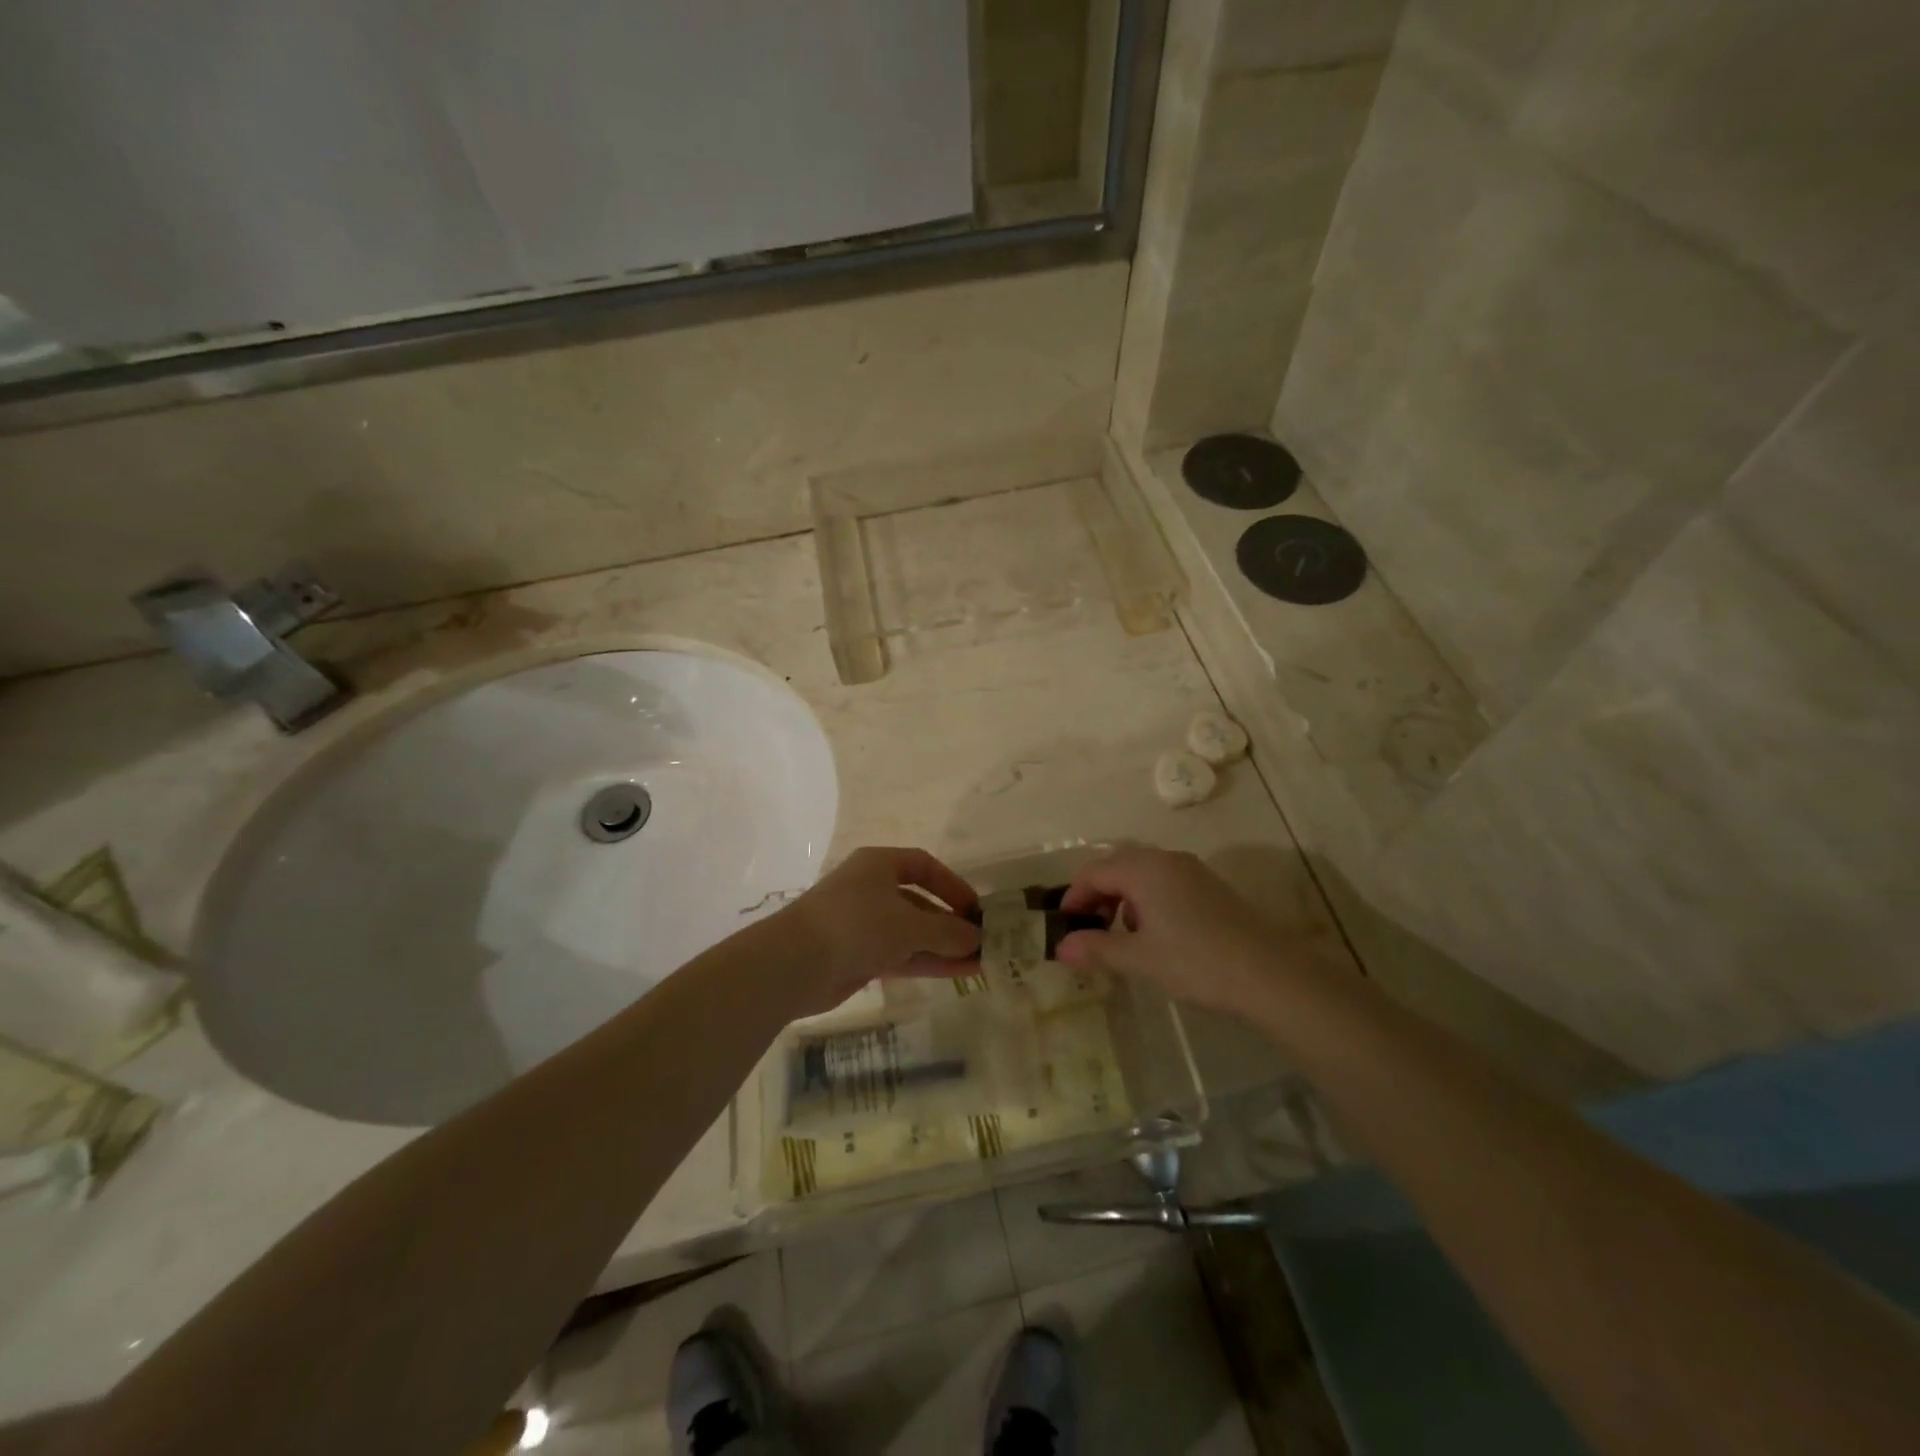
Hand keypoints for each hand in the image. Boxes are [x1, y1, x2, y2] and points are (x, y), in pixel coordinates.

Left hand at [777, 846, 980, 1015]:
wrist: (795, 963)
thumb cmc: (856, 924)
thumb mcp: (909, 923)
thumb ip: (947, 930)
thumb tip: (977, 937)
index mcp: (879, 865)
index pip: (923, 866)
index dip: (952, 884)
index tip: (975, 907)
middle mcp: (871, 889)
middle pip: (919, 902)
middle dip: (950, 922)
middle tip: (982, 941)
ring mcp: (863, 924)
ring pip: (912, 932)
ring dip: (944, 946)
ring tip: (980, 962)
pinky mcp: (858, 956)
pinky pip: (901, 954)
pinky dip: (927, 961)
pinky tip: (957, 973)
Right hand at [1055, 848, 1318, 1020]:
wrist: (1271, 976)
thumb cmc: (1196, 962)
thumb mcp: (1139, 958)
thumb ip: (1097, 948)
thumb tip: (1061, 948)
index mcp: (1144, 868)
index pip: (1093, 872)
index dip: (1074, 899)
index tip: (1065, 929)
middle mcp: (1166, 859)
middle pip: (1116, 868)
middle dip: (1097, 898)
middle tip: (1089, 934)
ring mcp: (1192, 871)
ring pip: (1141, 876)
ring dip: (1122, 902)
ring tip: (1121, 939)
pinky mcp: (1210, 888)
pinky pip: (1164, 885)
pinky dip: (1147, 903)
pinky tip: (1156, 937)